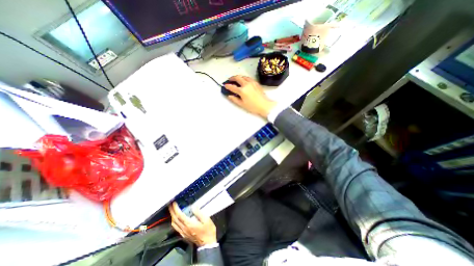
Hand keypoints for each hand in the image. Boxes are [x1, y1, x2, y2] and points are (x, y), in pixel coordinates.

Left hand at [167, 202, 216, 246]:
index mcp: (189, 224)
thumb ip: (199, 213)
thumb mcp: (206, 220)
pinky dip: (174, 221)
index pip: (179, 215)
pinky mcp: (184, 235)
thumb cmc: (208, 230)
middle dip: (172, 211)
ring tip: (172, 210)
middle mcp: (184, 229)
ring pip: (174, 224)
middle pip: (175, 219)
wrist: (207, 243)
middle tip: (170, 204)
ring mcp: (183, 233)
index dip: (175, 209)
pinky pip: (176, 227)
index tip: (174, 203)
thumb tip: (193, 207)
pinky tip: (176, 219)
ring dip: (172, 216)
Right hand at [224, 76, 277, 117]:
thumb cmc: (253, 106)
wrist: (264, 105)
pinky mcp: (256, 83)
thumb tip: (229, 96)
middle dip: (232, 78)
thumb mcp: (242, 104)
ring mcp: (252, 83)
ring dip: (239, 77)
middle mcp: (246, 84)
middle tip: (230, 79)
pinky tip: (244, 80)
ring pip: (243, 76)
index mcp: (242, 91)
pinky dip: (244, 78)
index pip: (232, 87)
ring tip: (236, 79)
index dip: (228, 86)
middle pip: (237, 78)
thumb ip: (234, 99)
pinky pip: (249, 78)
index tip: (225, 85)